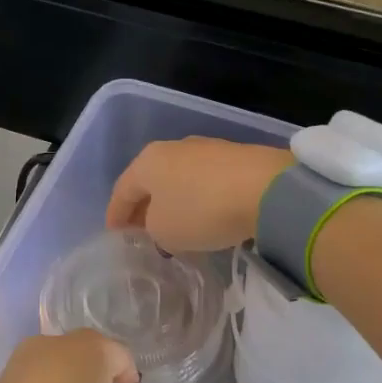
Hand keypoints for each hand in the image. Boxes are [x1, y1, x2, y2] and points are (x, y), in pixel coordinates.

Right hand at [105, 138, 293, 252]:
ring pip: (178, 179)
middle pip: (150, 181)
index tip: (114, 235)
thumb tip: (162, 224)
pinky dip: (198, 199)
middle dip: (144, 207)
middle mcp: (173, 147)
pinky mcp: (234, 157)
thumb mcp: (165, 231)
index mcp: (147, 161)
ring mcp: (206, 149)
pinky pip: (205, 181)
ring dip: (173, 202)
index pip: (122, 190)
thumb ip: (152, 229)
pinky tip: (205, 216)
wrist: (267, 189)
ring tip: (175, 226)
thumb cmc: (202, 210)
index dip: (115, 215)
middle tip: (142, 232)